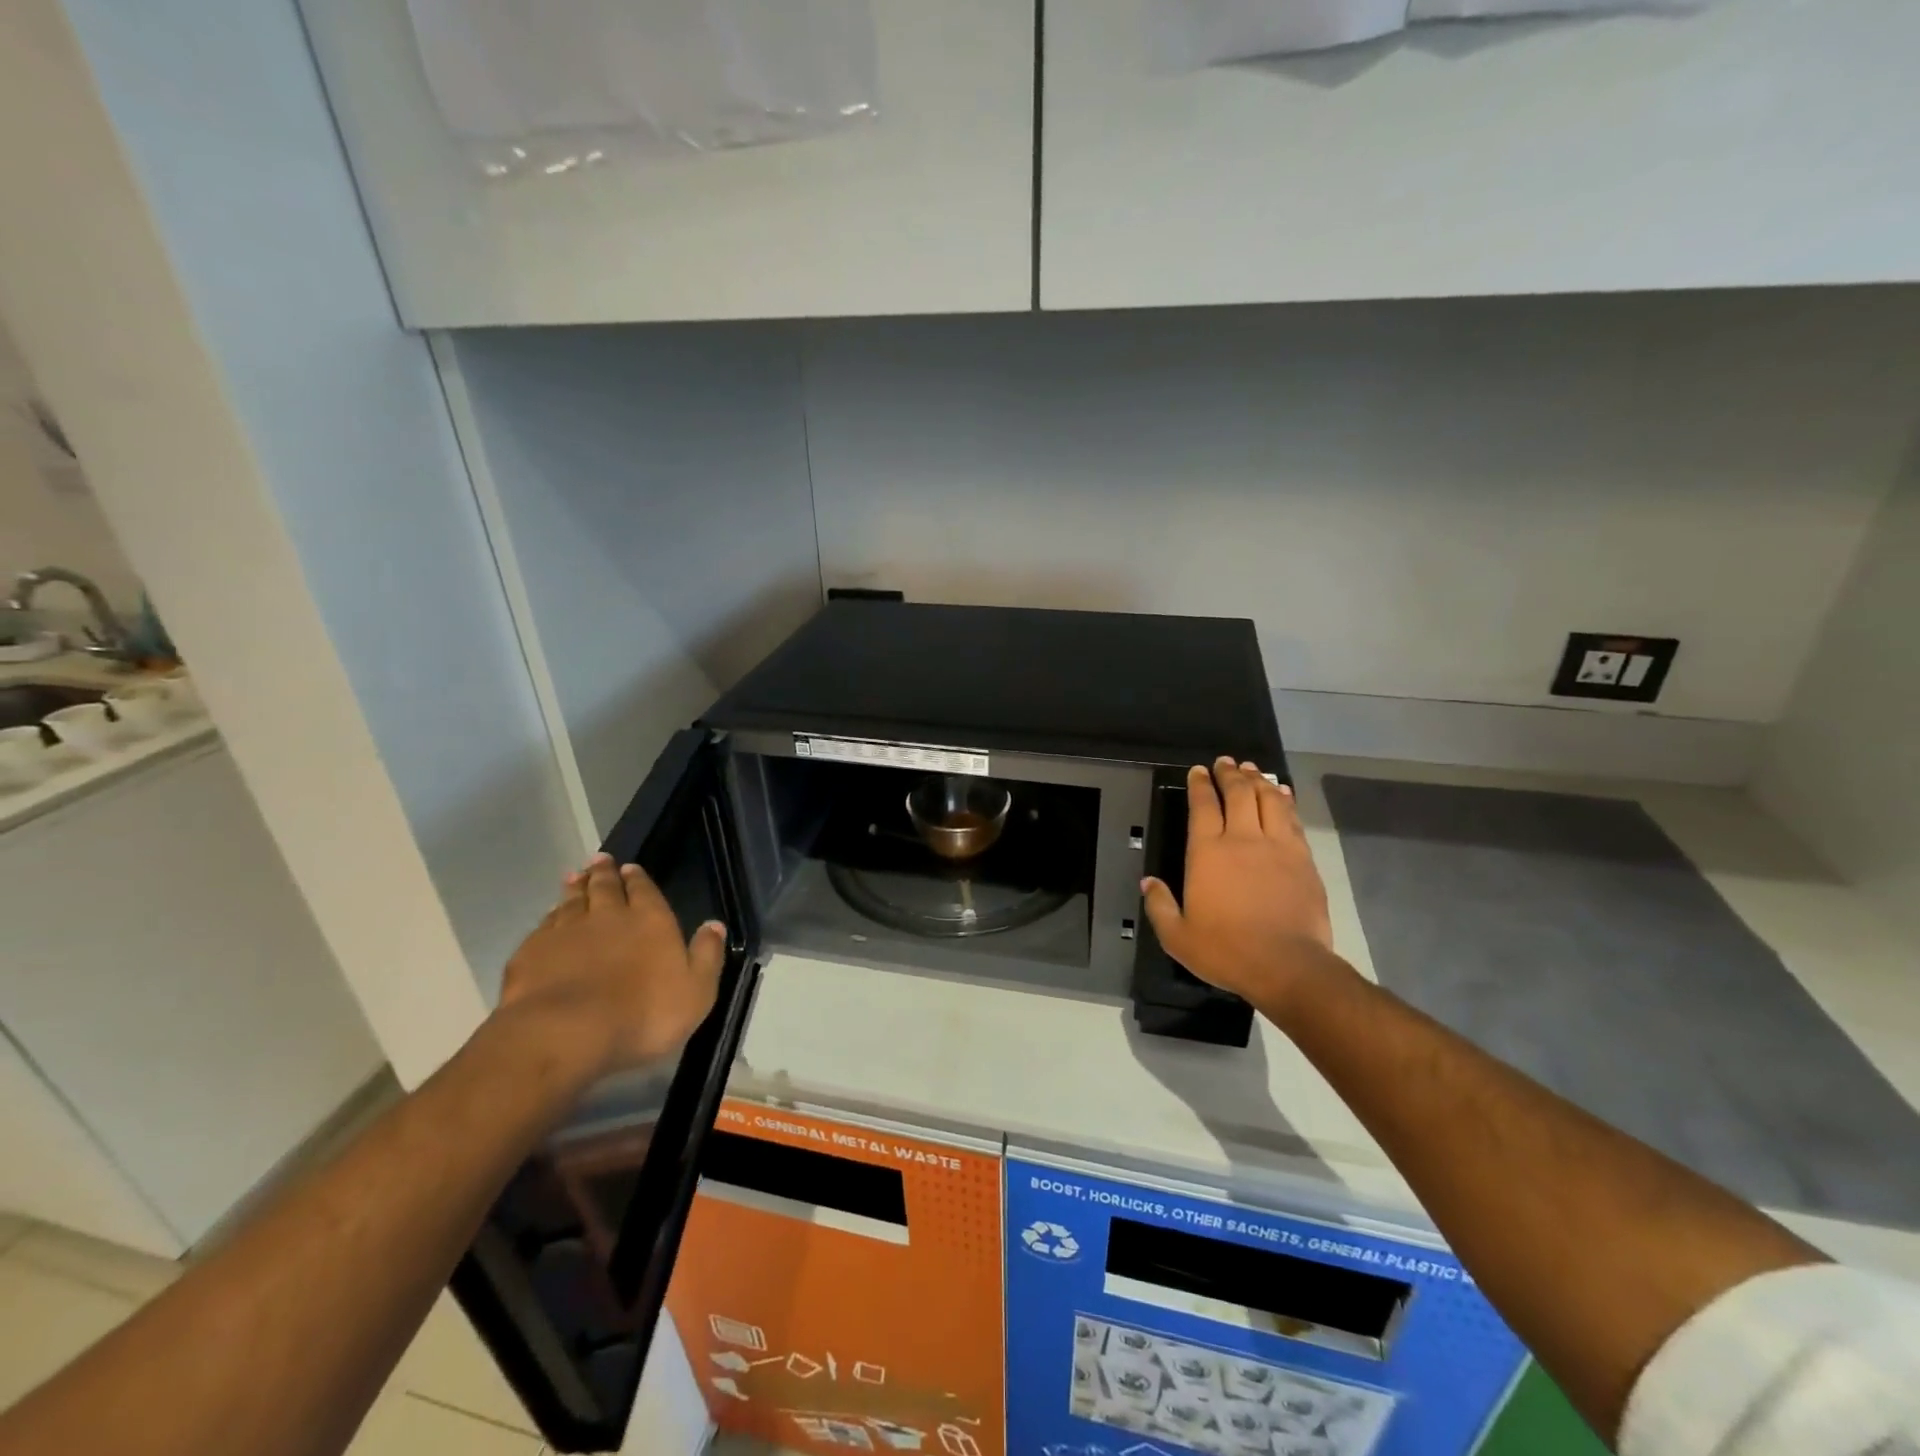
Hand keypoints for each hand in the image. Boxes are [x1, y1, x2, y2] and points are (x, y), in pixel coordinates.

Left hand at [497, 853, 726, 1078]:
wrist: (565, 1033)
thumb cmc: (643, 1014)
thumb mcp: (696, 990)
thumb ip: (707, 955)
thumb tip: (715, 925)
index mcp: (649, 920)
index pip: (644, 890)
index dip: (637, 878)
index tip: (630, 867)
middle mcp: (607, 916)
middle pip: (604, 887)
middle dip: (604, 872)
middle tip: (599, 859)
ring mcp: (565, 932)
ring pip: (571, 901)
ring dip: (575, 888)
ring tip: (574, 877)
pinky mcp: (531, 953)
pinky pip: (543, 926)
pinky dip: (548, 918)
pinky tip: (548, 918)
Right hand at [1141, 758, 1336, 1005]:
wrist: (1287, 965)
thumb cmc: (1226, 950)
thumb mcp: (1177, 936)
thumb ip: (1159, 905)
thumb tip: (1148, 882)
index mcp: (1207, 852)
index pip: (1202, 806)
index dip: (1200, 785)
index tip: (1198, 771)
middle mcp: (1242, 839)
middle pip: (1238, 793)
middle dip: (1230, 773)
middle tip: (1225, 762)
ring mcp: (1277, 846)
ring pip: (1268, 799)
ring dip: (1258, 780)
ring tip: (1252, 769)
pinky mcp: (1303, 859)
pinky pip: (1292, 819)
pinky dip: (1284, 801)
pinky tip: (1281, 793)